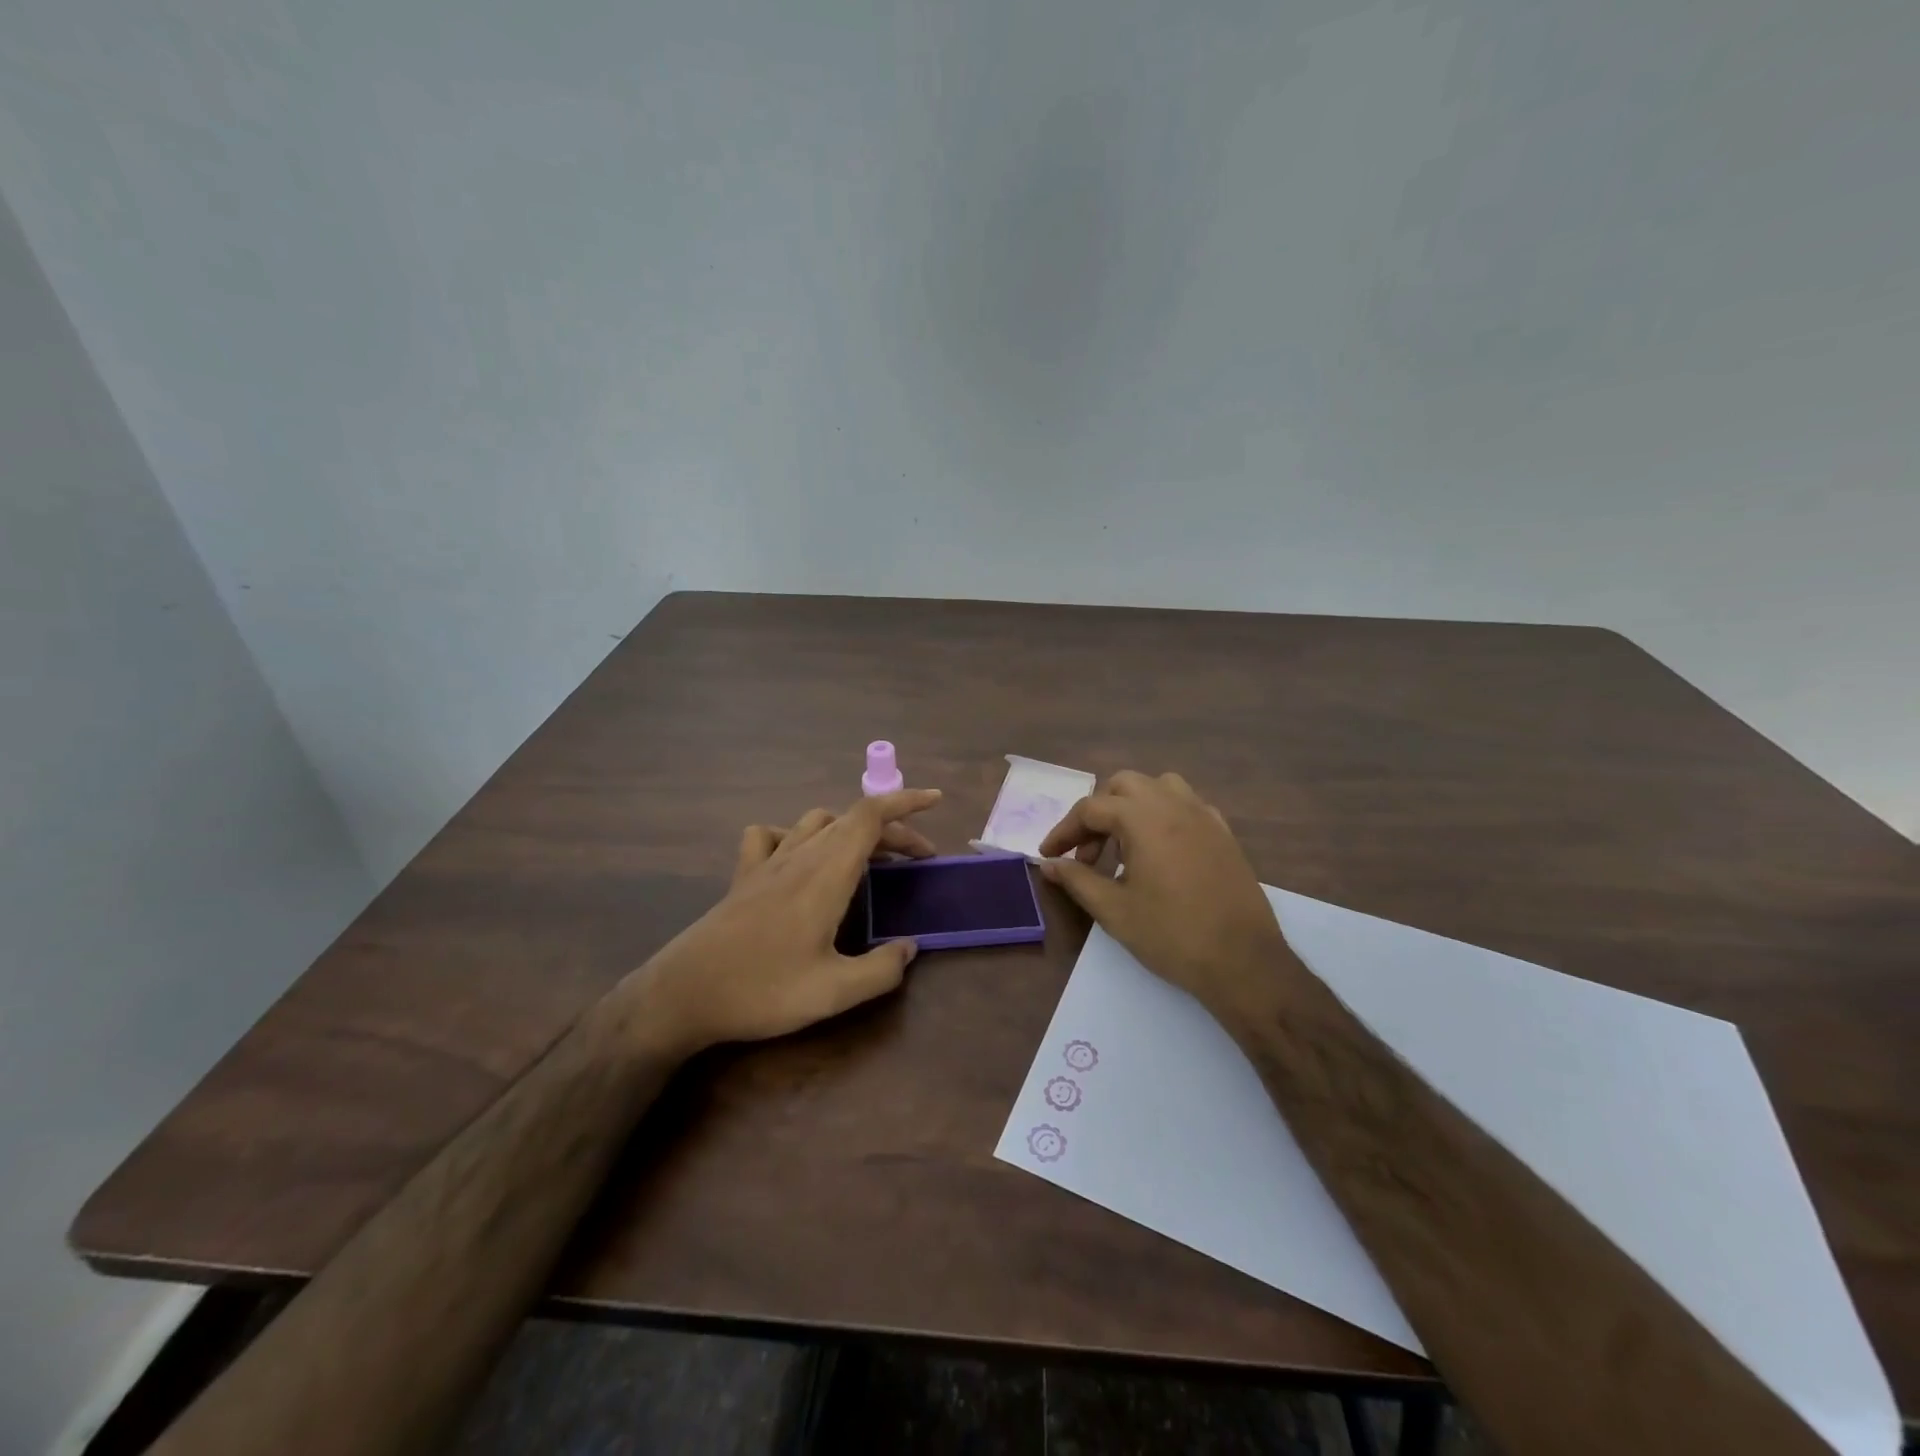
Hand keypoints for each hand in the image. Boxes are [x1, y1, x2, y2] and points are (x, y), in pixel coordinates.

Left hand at [632, 789, 942, 1052]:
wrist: (682, 995)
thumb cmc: (762, 990)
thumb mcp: (833, 993)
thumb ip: (882, 971)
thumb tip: (908, 948)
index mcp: (826, 874)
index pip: (870, 815)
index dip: (906, 801)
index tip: (936, 800)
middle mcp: (799, 856)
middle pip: (852, 819)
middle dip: (893, 829)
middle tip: (919, 859)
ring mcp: (767, 863)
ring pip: (816, 821)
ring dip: (851, 829)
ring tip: (870, 857)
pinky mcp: (743, 876)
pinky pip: (771, 836)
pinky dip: (795, 835)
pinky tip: (800, 859)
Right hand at [1038, 772, 1288, 1023]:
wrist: (1243, 962)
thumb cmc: (1171, 935)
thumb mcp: (1114, 910)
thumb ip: (1076, 879)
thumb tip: (1047, 864)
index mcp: (1143, 819)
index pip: (1091, 809)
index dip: (1064, 831)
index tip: (1049, 855)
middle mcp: (1174, 805)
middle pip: (1124, 786)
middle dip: (1098, 813)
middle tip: (1087, 854)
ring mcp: (1204, 816)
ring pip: (1159, 787)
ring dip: (1133, 806)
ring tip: (1123, 845)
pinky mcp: (1224, 833)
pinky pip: (1187, 805)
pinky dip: (1164, 816)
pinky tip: (1160, 851)